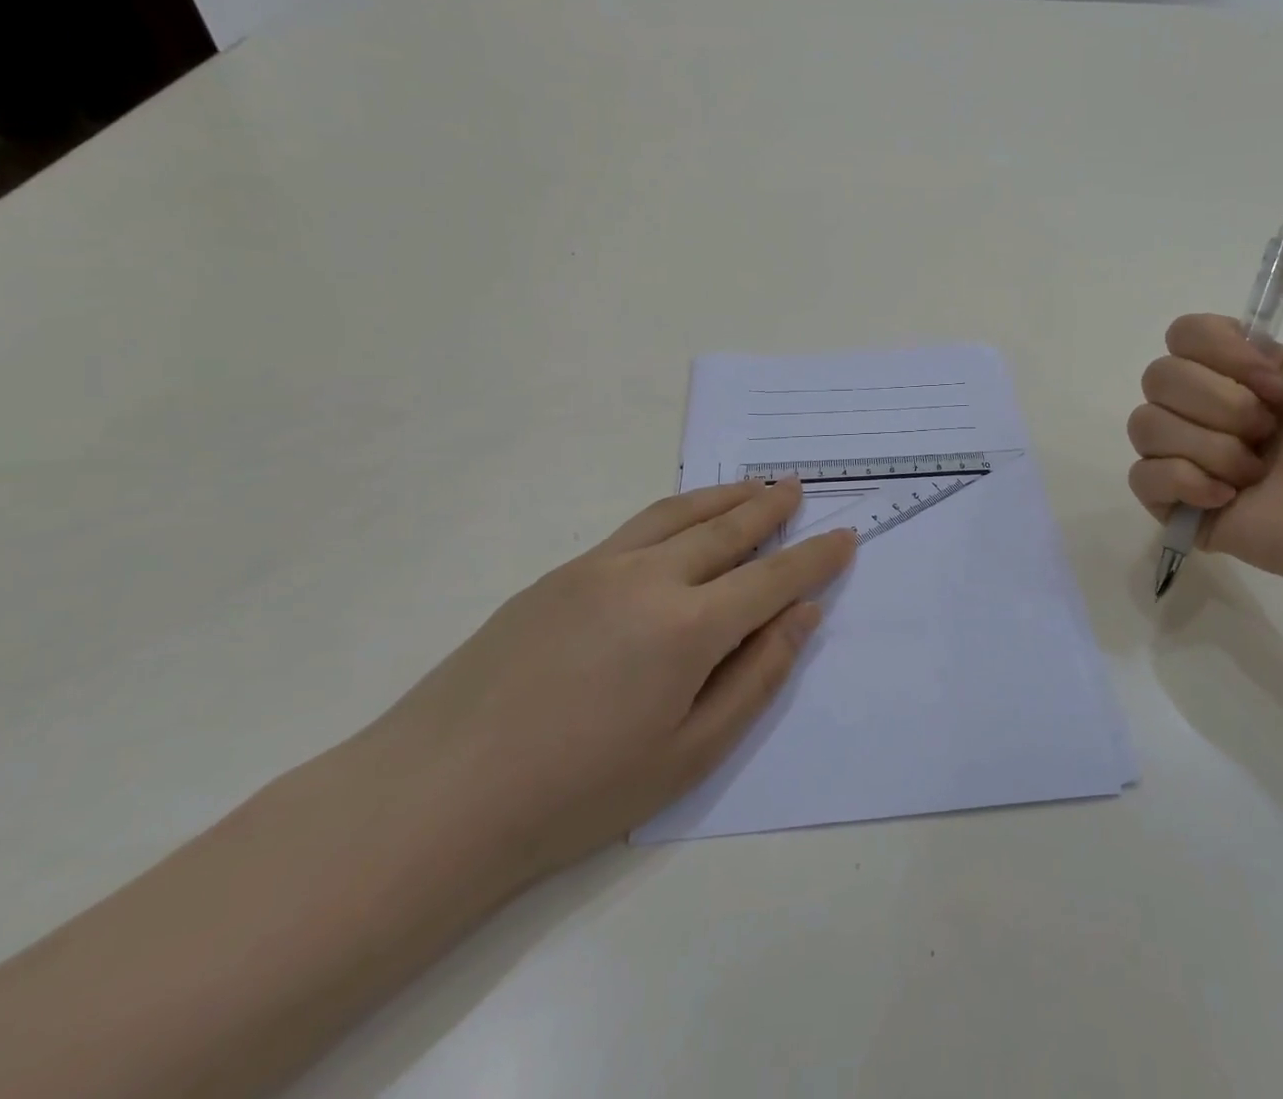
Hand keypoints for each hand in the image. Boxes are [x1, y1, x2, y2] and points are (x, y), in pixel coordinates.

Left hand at [373, 479, 854, 880]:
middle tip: (797, 489)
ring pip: (680, 514)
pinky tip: (685, 518)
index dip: (814, 557)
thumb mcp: (689, 754)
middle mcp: (650, 578)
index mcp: (689, 628)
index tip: (844, 537)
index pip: (773, 578)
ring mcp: (600, 567)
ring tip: (754, 487)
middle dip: (770, 508)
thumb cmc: (577, 793)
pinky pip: (637, 526)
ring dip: (725, 497)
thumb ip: (756, 677)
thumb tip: (802, 615)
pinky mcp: (561, 572)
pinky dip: (678, 511)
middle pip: (727, 530)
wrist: (438, 796)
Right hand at [1129, 203, 1282, 597]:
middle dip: (1222, 405)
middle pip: (1156, 379)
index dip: (1222, 356)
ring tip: (1257, 473)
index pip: (1179, 335)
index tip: (1280, 383)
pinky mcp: (1178, 505)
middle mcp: (1207, 407)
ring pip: (1145, 427)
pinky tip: (1227, 498)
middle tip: (1272, 431)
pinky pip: (1142, 477)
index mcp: (1238, 368)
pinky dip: (1184, 484)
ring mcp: (1188, 458)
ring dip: (1212, 448)